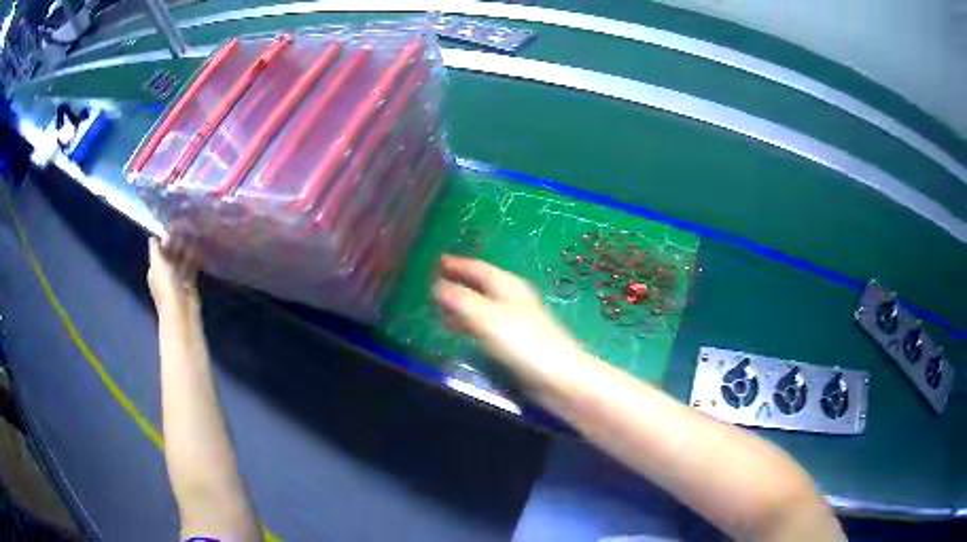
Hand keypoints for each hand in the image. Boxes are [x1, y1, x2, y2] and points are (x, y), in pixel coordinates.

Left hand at [148, 235, 200, 311]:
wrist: (181, 310)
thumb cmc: (166, 286)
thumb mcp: (157, 264)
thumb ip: (155, 249)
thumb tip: (153, 237)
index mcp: (155, 269)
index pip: (160, 250)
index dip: (166, 238)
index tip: (176, 225)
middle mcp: (165, 273)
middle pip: (172, 254)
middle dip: (178, 242)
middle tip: (189, 228)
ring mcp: (178, 279)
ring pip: (182, 260)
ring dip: (188, 250)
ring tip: (197, 236)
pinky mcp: (190, 284)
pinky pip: (192, 268)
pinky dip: (196, 260)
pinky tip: (201, 250)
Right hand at [433, 255, 580, 388]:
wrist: (557, 376)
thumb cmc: (523, 342)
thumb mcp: (487, 317)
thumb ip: (461, 301)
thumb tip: (437, 286)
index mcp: (507, 285)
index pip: (478, 268)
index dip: (457, 264)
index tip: (437, 260)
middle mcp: (511, 298)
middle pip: (480, 284)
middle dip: (457, 282)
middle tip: (432, 283)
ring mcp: (513, 320)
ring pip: (481, 305)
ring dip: (461, 304)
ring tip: (437, 307)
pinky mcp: (514, 341)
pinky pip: (484, 324)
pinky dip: (468, 322)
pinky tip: (457, 330)